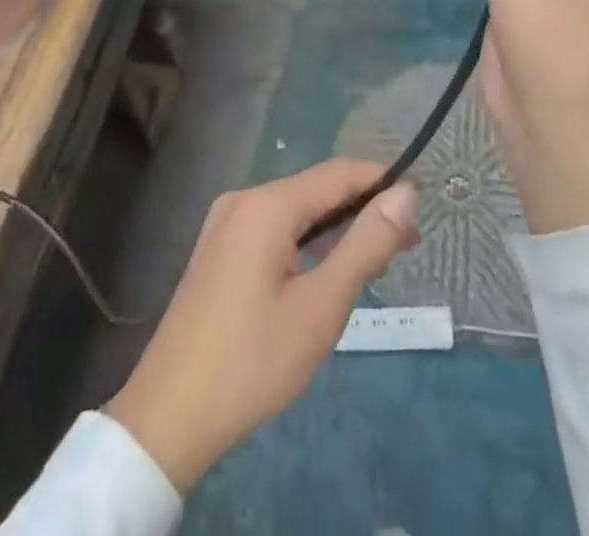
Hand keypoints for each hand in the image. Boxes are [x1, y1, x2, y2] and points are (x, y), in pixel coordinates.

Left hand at [106, 160, 418, 491]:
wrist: (168, 415)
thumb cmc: (253, 361)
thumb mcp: (321, 307)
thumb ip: (365, 245)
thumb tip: (406, 194)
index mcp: (266, 204)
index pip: (338, 173)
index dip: (381, 182)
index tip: (420, 205)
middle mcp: (244, 199)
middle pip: (316, 189)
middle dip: (361, 209)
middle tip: (405, 245)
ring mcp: (225, 223)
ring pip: (295, 211)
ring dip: (336, 228)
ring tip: (374, 259)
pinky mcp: (218, 249)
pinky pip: (274, 229)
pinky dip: (307, 241)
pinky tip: (325, 269)